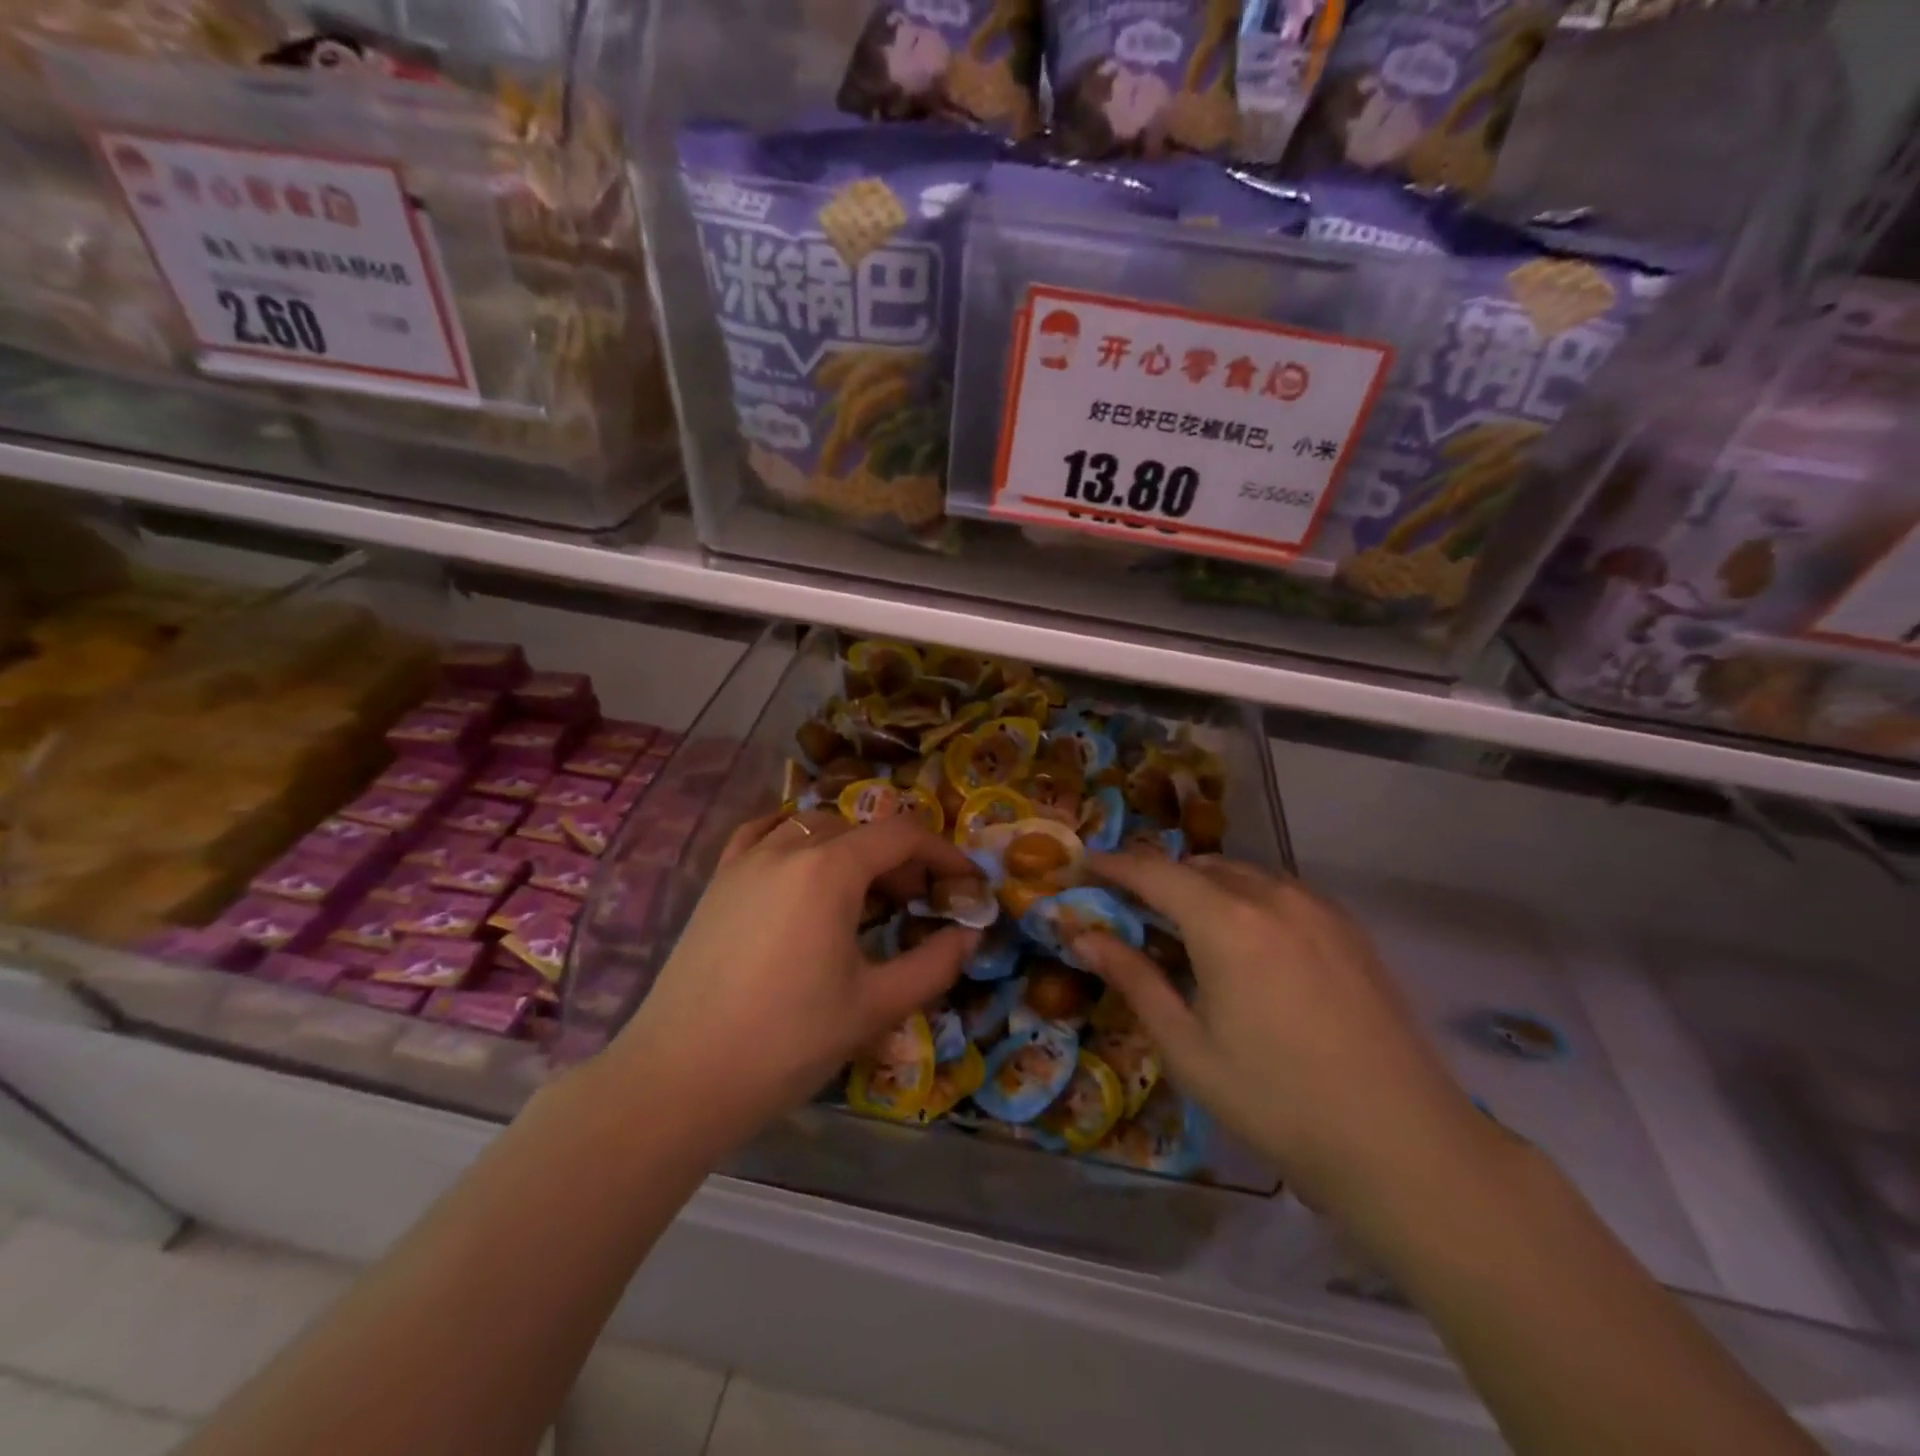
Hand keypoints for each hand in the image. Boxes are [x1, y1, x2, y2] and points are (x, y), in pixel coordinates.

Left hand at [609, 810, 982, 1148]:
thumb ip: (934, 965)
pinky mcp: (717, 882)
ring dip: (850, 848)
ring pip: (813, 827)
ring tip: (862, 892)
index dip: (943, 852)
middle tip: (918, 901)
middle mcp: (787, 848)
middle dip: (899, 857)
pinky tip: (800, 864)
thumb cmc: (787, 1042)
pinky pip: (762, 835)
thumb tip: (971, 936)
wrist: (680, 1078)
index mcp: (829, 870)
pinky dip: (793, 837)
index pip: (901, 836)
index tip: (966, 882)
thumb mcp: (875, 1007)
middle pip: (859, 830)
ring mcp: (745, 861)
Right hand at [1074, 854, 1496, 1219]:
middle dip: (1157, 878)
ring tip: (1184, 926)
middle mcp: (1272, 897)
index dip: (1115, 866)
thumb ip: (1134, 979)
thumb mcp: (1187, 1047)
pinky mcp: (1348, 928)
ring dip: (1202, 885)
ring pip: (1241, 874)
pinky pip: (1280, 891)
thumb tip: (1082, 936)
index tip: (1086, 867)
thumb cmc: (1277, 1101)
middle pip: (1198, 866)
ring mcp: (1317, 909)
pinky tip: (1244, 941)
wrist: (1403, 1144)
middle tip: (1130, 909)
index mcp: (1227, 922)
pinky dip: (1245, 897)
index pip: (1154, 873)